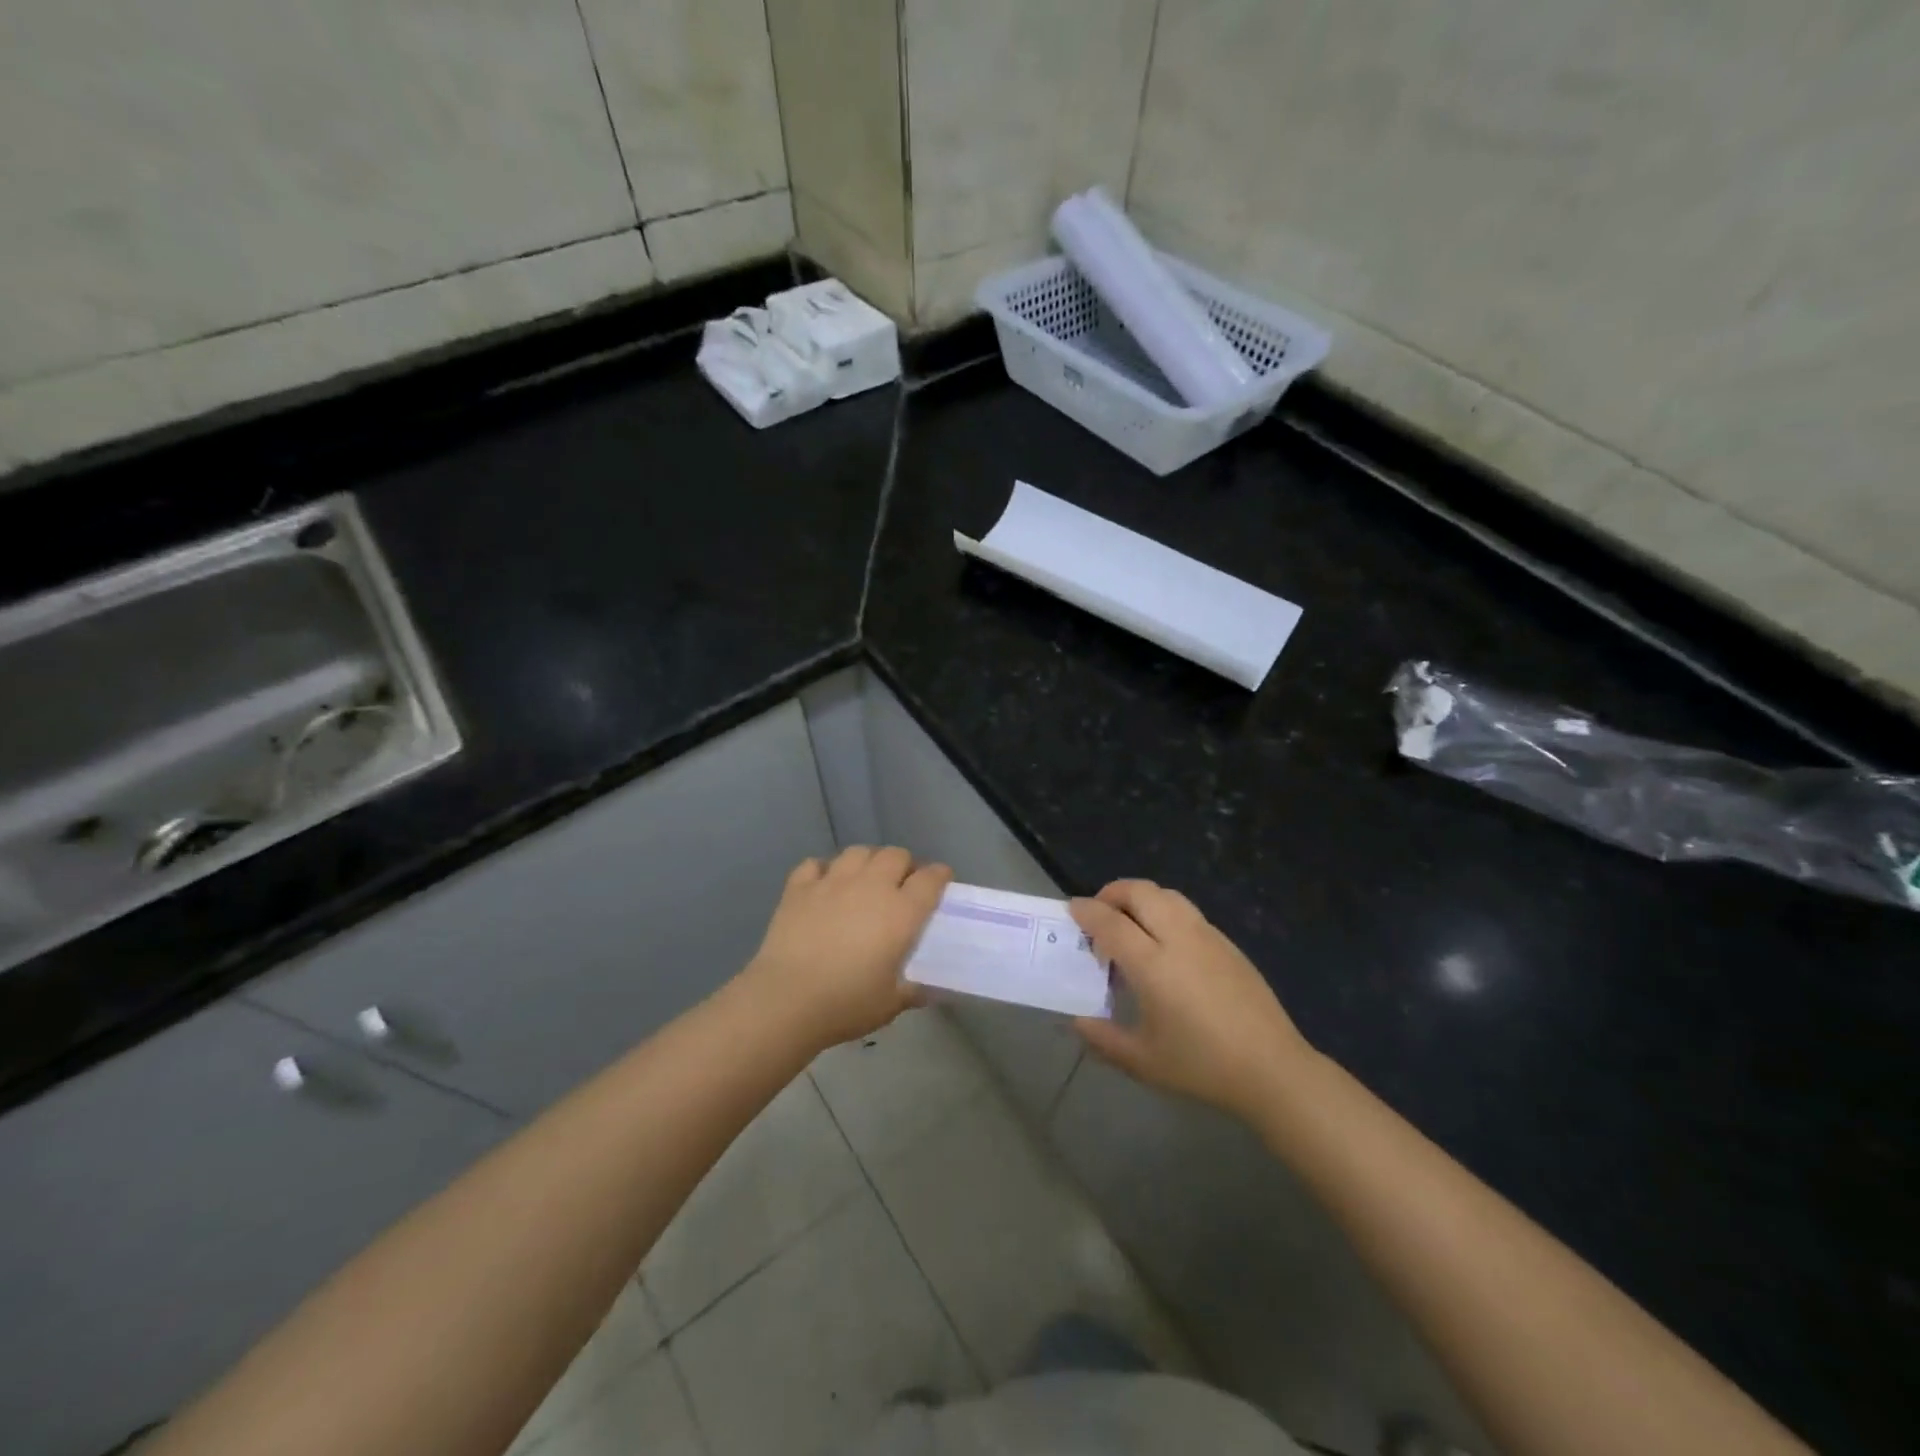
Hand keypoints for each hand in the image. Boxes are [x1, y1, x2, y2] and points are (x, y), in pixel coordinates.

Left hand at [743, 846, 951, 1051]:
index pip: (931, 878)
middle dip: (904, 864)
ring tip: (865, 879)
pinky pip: (815, 864)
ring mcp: (833, 882)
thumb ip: (914, 990)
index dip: (939, 876)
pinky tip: (824, 885)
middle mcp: (871, 886)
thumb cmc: (847, 1003)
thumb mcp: (891, 1003)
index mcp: (901, 912)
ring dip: (868, 861)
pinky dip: (823, 870)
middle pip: (896, 855)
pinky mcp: (800, 888)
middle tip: (901, 884)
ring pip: (858, 852)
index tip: (941, 881)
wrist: (787, 999)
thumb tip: (930, 989)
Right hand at [1070, 880, 1312, 1119]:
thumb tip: (1077, 1021)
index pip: (1110, 922)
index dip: (1086, 911)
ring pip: (1167, 895)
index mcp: (1153, 965)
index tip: (1071, 909)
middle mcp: (1179, 938)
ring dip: (1141, 898)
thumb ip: (1103, 1039)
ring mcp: (1208, 937)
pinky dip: (1164, 911)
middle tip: (1099, 914)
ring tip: (1130, 924)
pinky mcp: (1228, 943)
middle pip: (1140, 892)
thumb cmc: (1202, 1066)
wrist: (1273, 1069)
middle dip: (1112, 893)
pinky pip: (1187, 911)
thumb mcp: (1143, 1062)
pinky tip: (1165, 944)